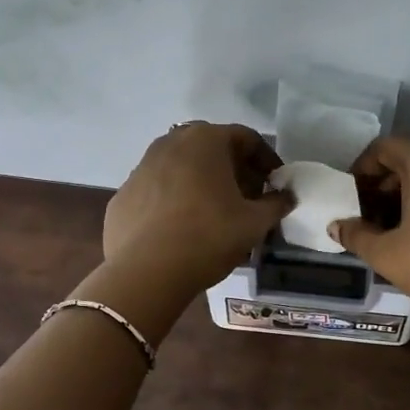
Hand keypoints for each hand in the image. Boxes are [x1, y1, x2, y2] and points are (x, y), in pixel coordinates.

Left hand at [104, 123, 292, 289]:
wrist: (146, 272)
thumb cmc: (208, 237)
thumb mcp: (255, 223)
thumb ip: (276, 204)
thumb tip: (286, 197)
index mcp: (206, 140)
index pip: (246, 138)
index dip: (267, 160)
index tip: (276, 184)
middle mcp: (170, 143)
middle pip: (212, 148)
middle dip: (234, 169)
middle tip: (248, 197)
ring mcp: (141, 167)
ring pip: (182, 166)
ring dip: (203, 182)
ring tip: (216, 213)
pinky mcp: (123, 194)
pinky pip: (159, 189)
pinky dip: (175, 200)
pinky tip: (182, 227)